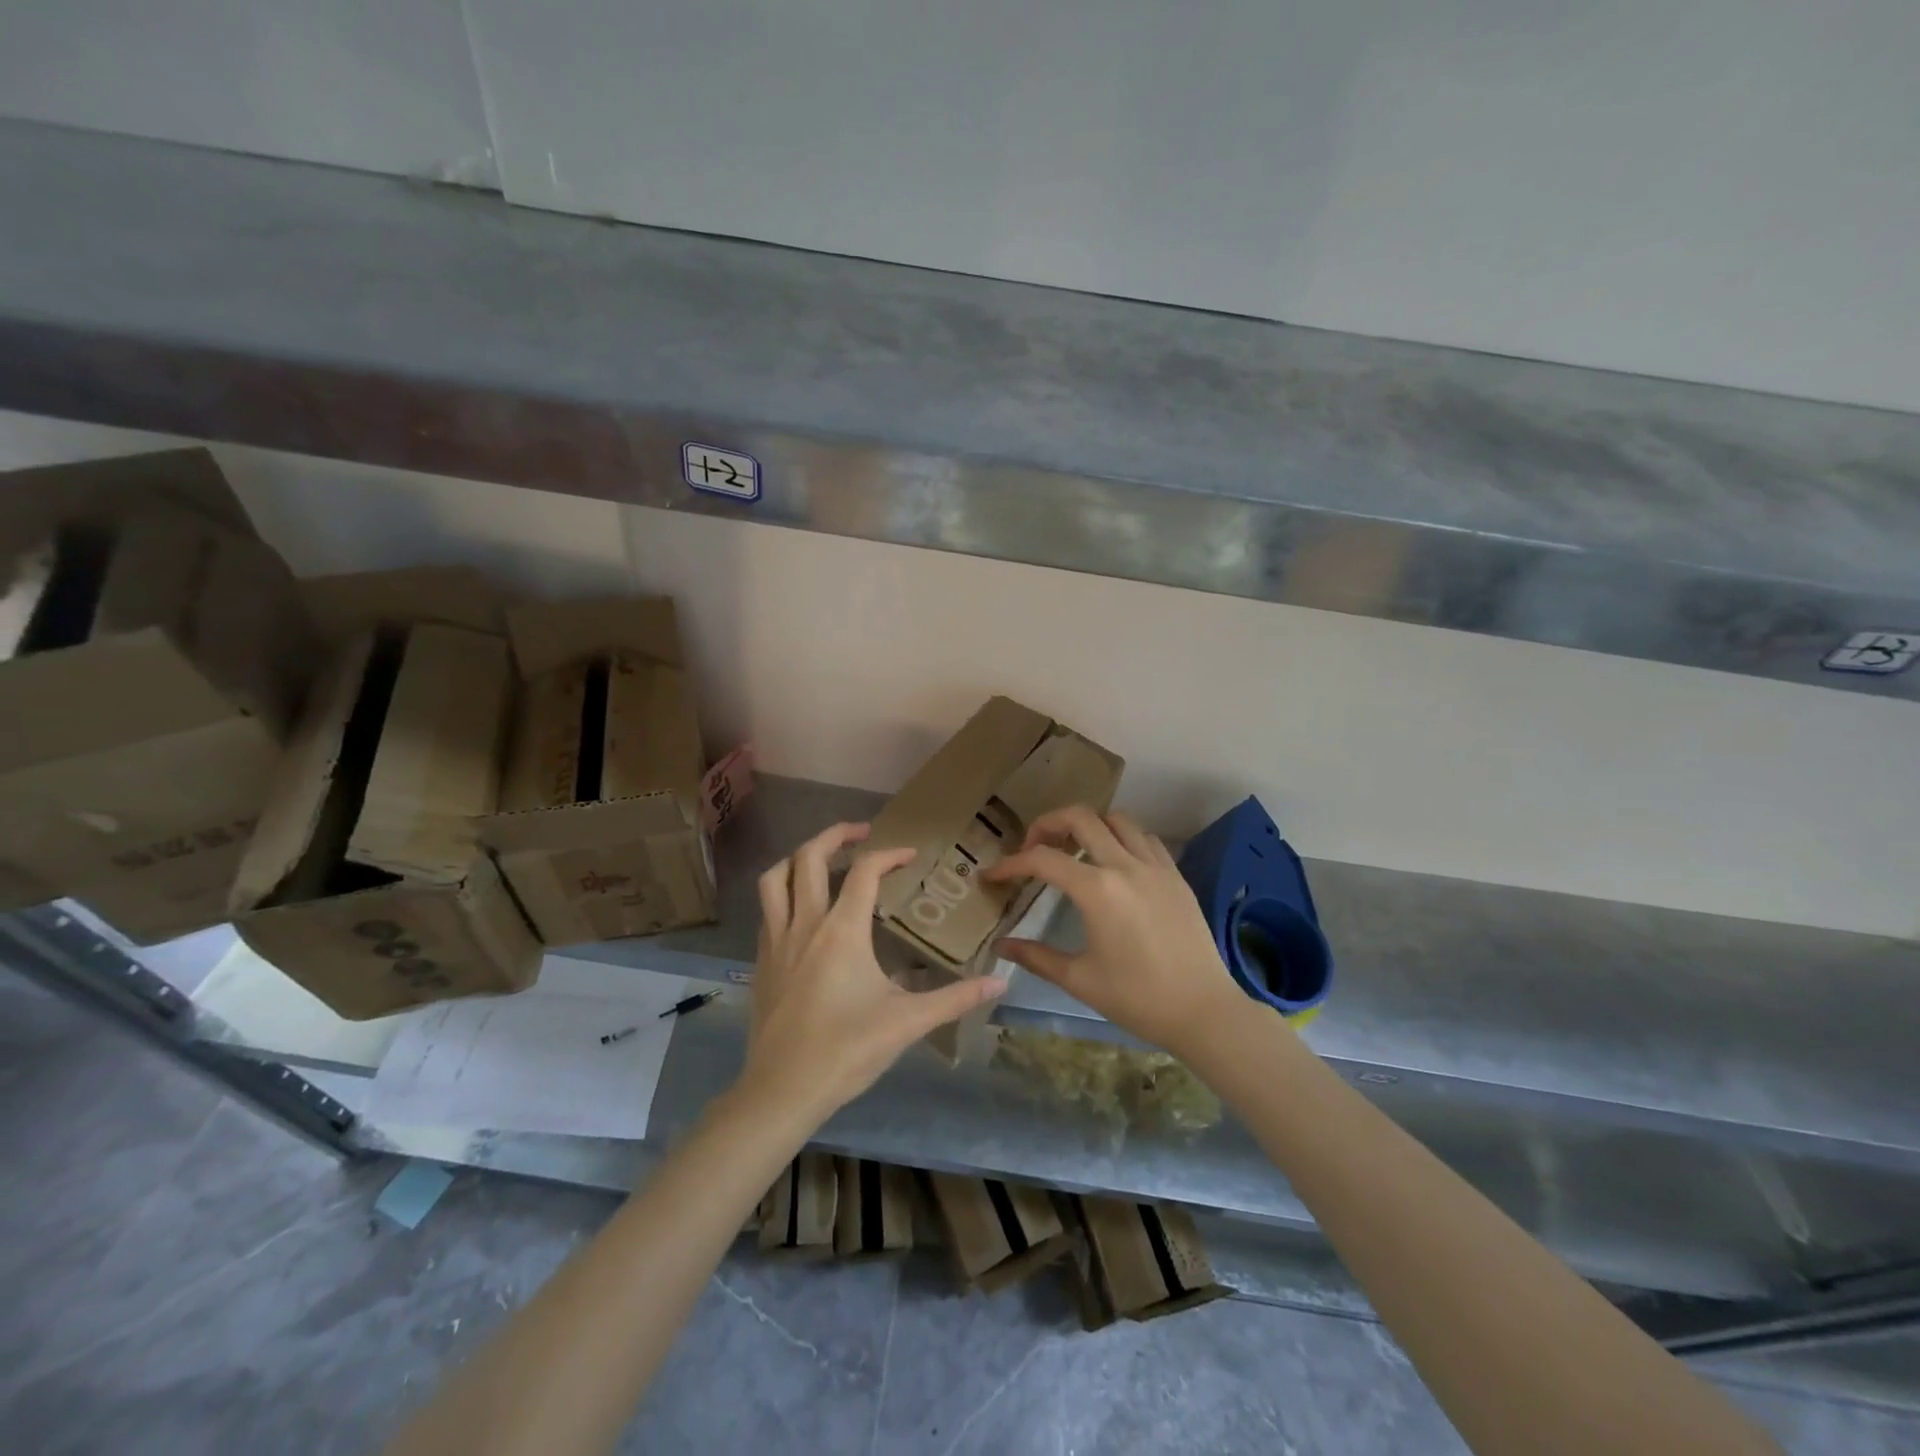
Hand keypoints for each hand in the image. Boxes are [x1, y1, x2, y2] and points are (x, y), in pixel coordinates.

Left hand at [741, 821, 1006, 1121]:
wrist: (781, 1090)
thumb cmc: (846, 1051)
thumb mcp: (907, 1023)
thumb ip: (956, 998)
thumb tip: (1001, 982)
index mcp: (841, 930)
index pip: (865, 871)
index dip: (889, 855)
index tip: (910, 856)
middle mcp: (805, 923)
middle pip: (809, 857)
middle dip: (835, 835)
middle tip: (862, 832)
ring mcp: (776, 940)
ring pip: (775, 878)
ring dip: (799, 858)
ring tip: (824, 860)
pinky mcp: (761, 961)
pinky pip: (768, 909)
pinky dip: (785, 893)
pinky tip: (804, 912)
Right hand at [983, 806, 1243, 1059]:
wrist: (1204, 1011)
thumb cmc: (1138, 999)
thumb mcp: (1079, 980)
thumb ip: (1036, 957)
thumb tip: (1000, 945)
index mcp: (1097, 890)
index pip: (1042, 860)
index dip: (1010, 864)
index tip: (993, 876)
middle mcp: (1125, 865)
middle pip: (1080, 817)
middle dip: (1047, 824)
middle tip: (1033, 849)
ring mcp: (1155, 866)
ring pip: (1116, 819)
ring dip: (1088, 825)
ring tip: (1073, 850)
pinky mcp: (1175, 875)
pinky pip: (1144, 837)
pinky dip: (1121, 837)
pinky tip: (1114, 861)